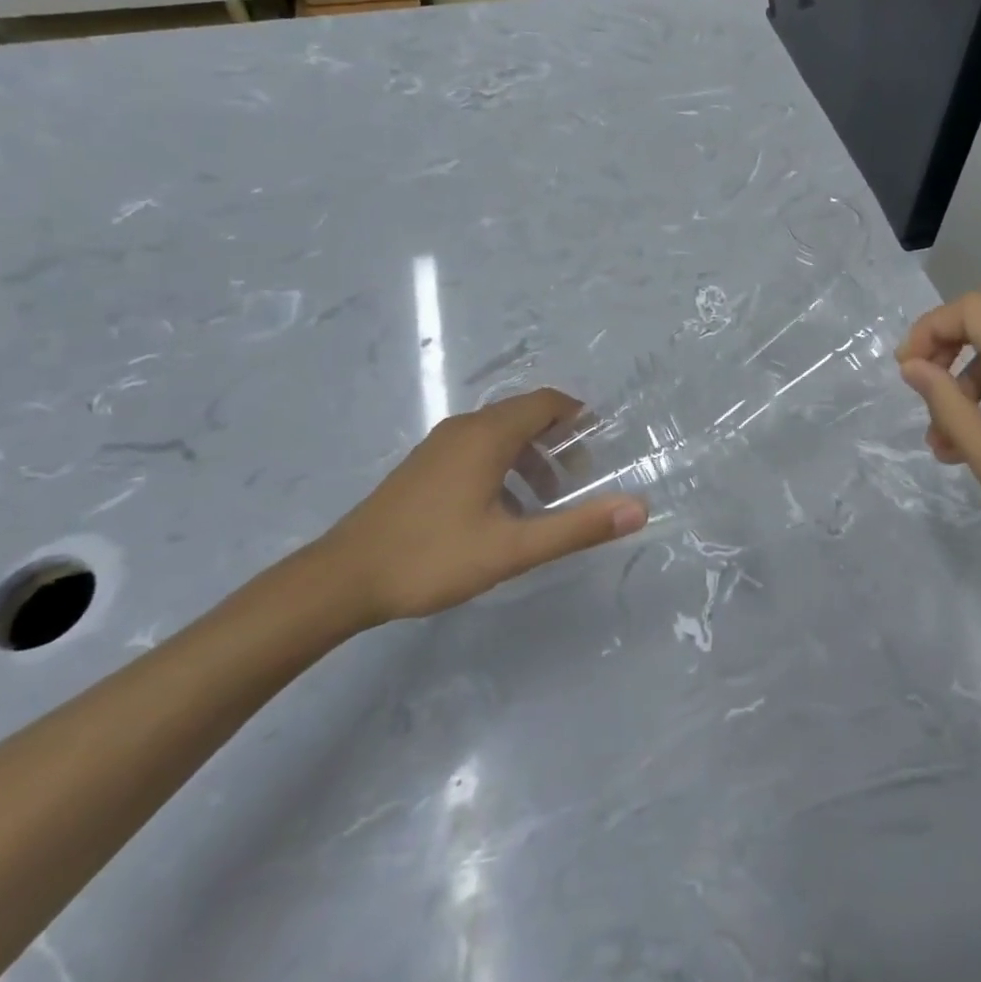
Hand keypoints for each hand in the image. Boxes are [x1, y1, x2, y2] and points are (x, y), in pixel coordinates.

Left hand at [315, 388, 646, 625]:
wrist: (342, 579)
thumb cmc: (432, 557)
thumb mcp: (513, 549)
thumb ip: (577, 528)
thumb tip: (638, 509)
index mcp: (488, 435)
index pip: (547, 402)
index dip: (579, 417)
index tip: (602, 446)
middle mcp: (465, 428)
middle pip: (525, 415)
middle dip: (559, 442)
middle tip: (580, 481)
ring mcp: (439, 445)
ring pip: (500, 434)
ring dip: (532, 457)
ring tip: (546, 502)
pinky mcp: (424, 465)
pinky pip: (478, 448)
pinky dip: (504, 465)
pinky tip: (502, 511)